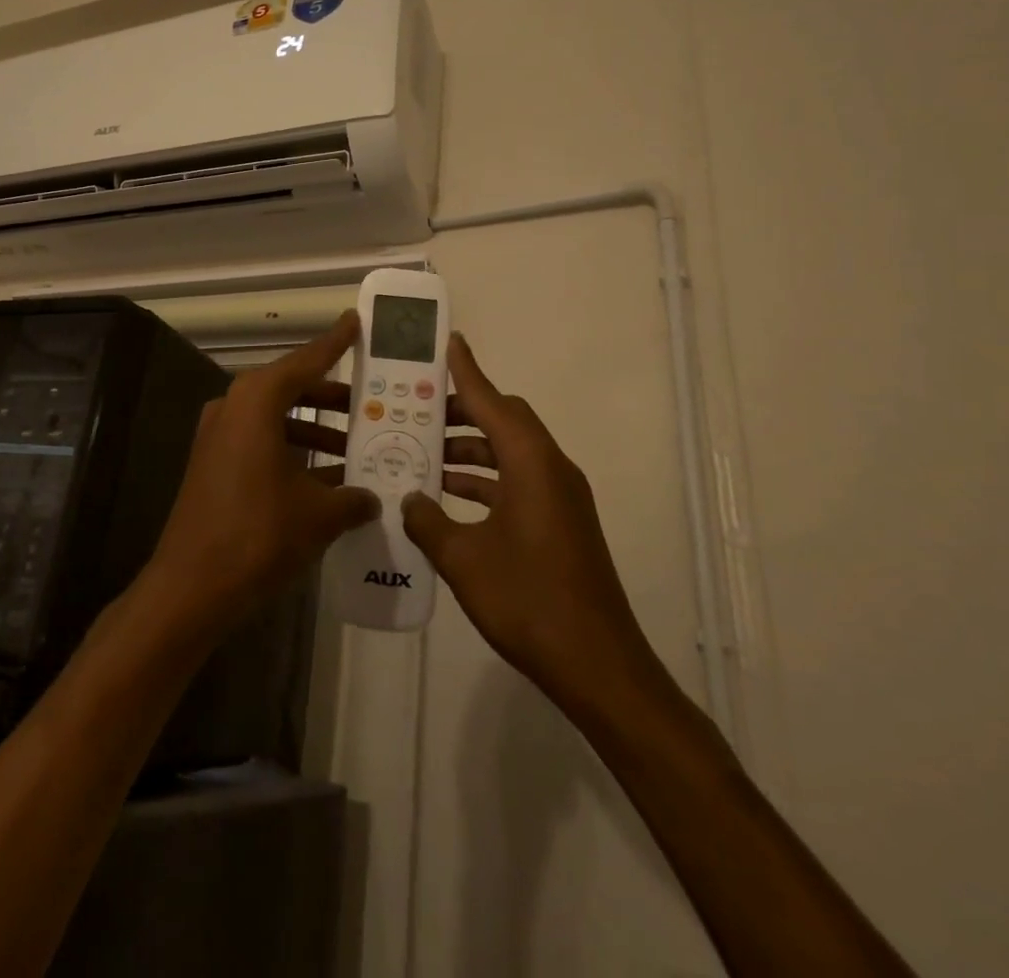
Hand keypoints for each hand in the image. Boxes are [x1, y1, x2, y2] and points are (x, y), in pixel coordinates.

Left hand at [144, 312, 378, 632]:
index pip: (305, 361)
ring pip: (277, 419)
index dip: (335, 343)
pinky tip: (327, 480)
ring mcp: (218, 436)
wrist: (191, 585)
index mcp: (257, 401)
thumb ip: (352, 499)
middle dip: (332, 398)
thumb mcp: (318, 515)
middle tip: (370, 404)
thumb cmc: (258, 534)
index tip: (355, 321)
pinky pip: (262, 443)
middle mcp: (233, 407)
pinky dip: (293, 452)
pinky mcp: (213, 464)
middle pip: (291, 389)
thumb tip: (371, 498)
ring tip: (357, 448)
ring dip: (315, 431)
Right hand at [409, 335, 666, 711]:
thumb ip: (428, 521)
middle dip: (462, 411)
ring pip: (510, 453)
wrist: (599, 666)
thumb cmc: (529, 602)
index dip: (466, 372)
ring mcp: (560, 498)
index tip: (447, 342)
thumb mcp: (463, 560)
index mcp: (532, 465)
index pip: (493, 402)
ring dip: (470, 449)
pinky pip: (517, 480)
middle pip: (505, 421)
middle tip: (418, 407)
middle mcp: (551, 470)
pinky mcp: (561, 523)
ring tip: (423, 451)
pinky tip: (449, 496)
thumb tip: (409, 498)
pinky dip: (485, 479)